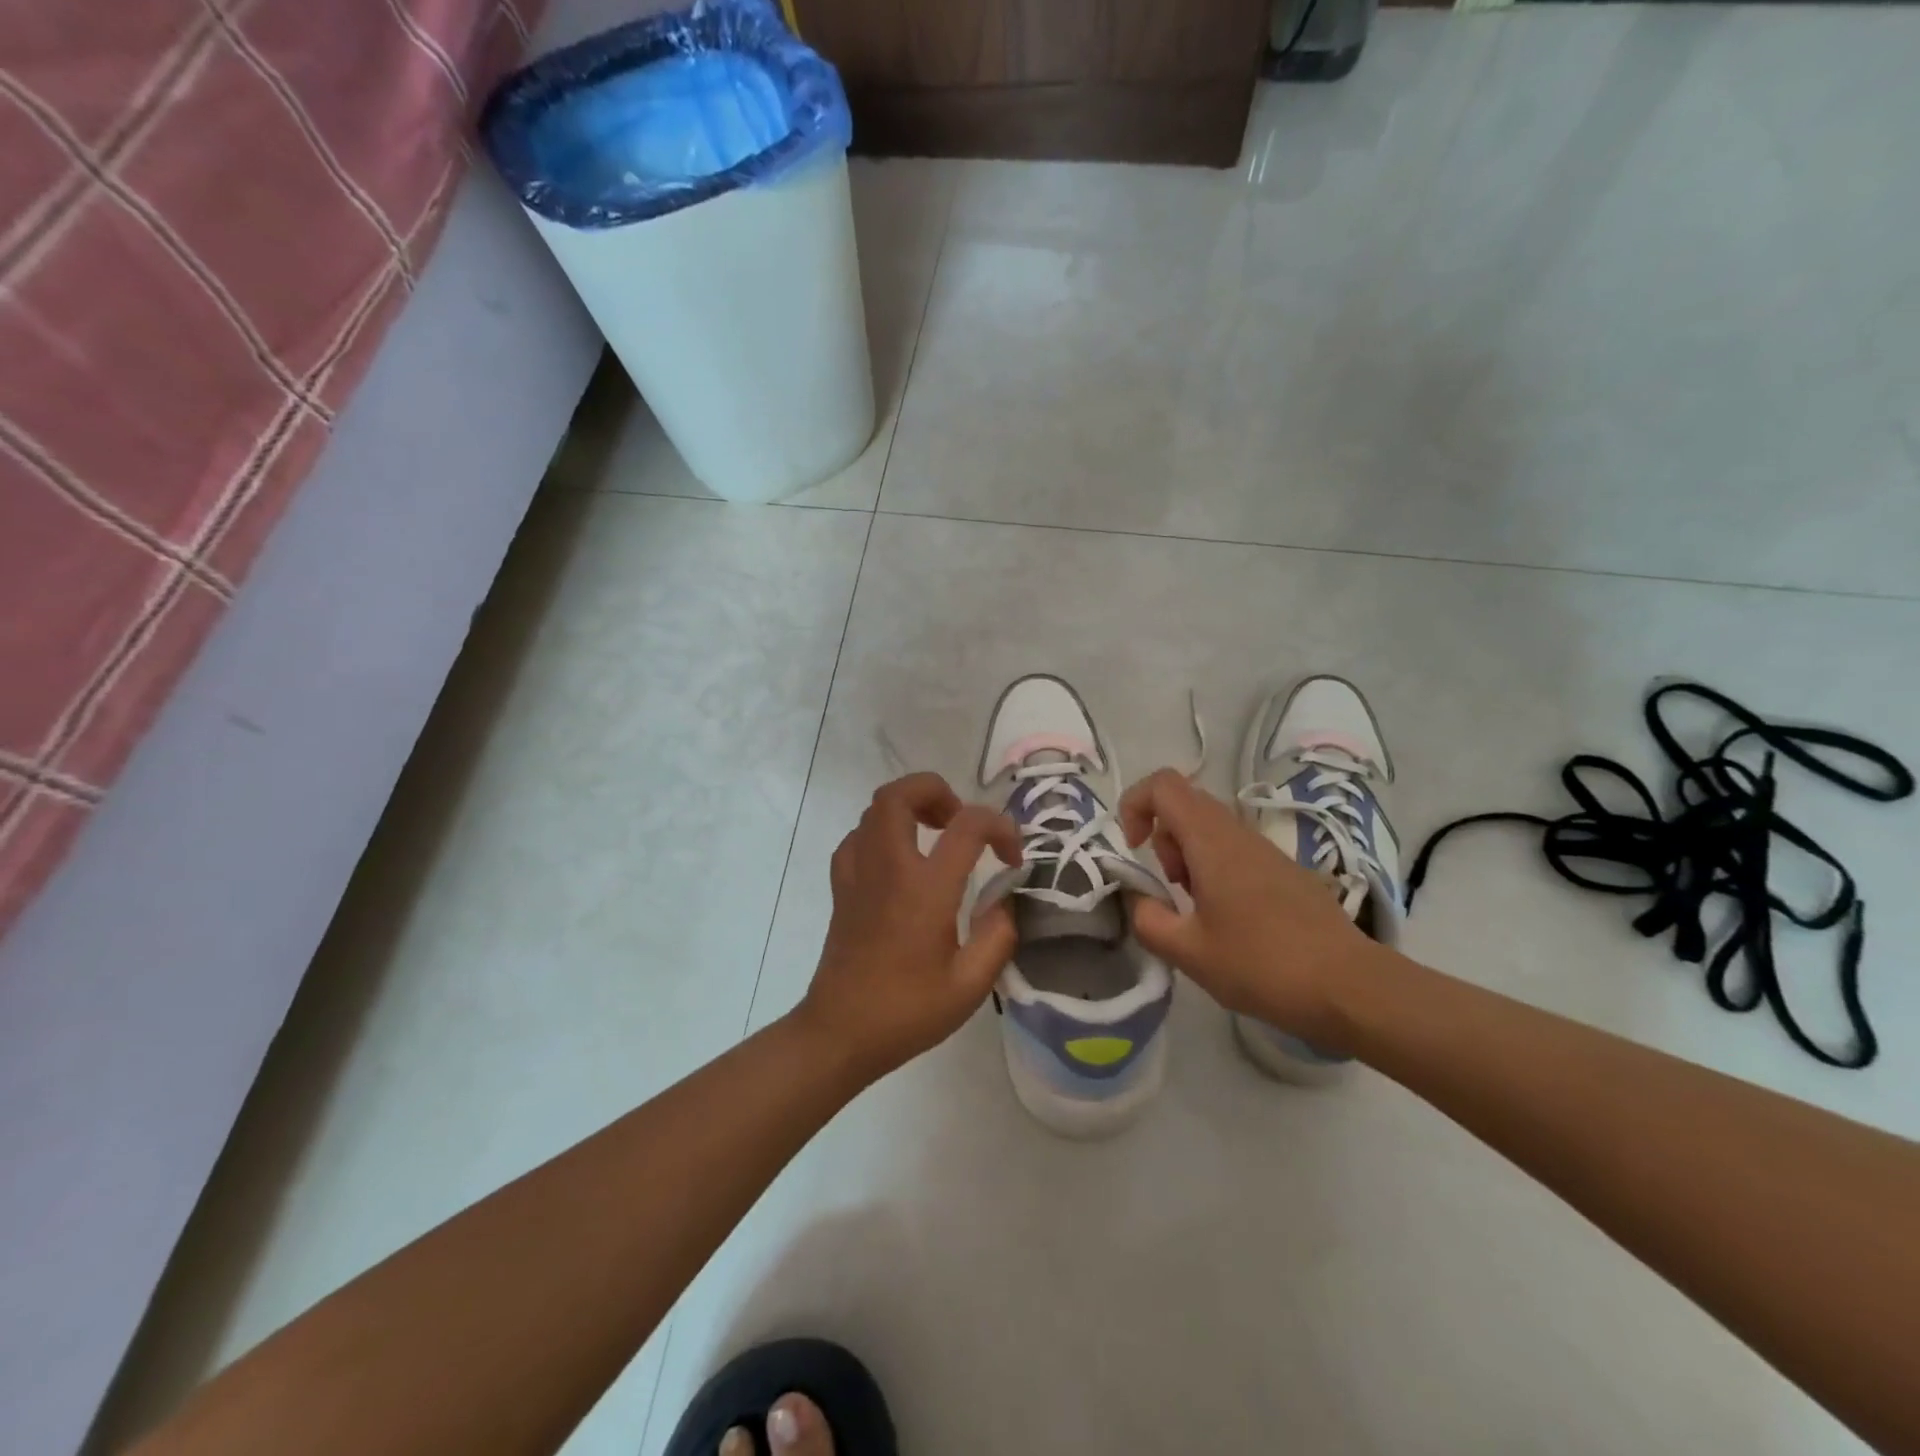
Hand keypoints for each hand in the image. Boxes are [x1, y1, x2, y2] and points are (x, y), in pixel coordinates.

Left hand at [799, 772, 1021, 1081]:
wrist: (840, 1033)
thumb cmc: (906, 1011)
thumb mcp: (970, 986)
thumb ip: (998, 936)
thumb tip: (1002, 902)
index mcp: (925, 888)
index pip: (968, 826)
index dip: (1000, 828)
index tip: (1012, 857)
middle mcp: (888, 867)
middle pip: (900, 793)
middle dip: (936, 791)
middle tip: (959, 821)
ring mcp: (857, 872)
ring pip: (875, 809)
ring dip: (909, 807)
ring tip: (935, 835)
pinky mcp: (841, 886)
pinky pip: (858, 836)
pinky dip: (882, 832)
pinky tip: (899, 860)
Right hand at [1117, 768, 1384, 1049]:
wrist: (1351, 987)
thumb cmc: (1263, 964)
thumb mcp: (1189, 952)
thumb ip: (1149, 920)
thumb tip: (1140, 900)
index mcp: (1212, 841)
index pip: (1163, 784)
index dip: (1135, 804)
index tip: (1133, 849)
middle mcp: (1239, 833)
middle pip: (1185, 804)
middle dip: (1162, 839)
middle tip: (1171, 887)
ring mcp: (1267, 850)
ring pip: (1211, 829)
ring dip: (1189, 858)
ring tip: (1198, 910)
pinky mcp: (1285, 871)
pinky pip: (1235, 850)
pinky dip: (1215, 871)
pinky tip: (1230, 921)